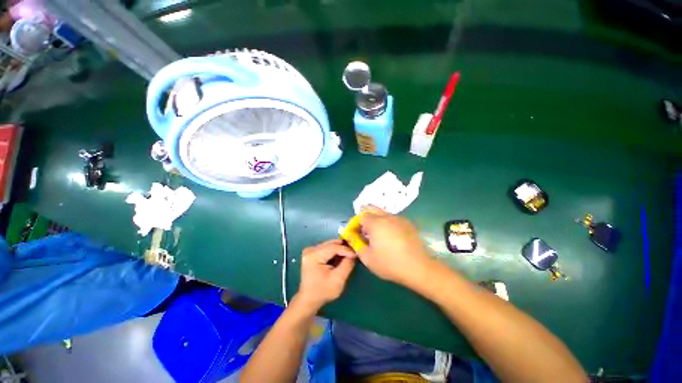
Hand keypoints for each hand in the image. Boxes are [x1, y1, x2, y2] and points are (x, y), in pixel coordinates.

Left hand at [295, 239, 356, 311]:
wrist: (309, 299)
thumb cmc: (323, 291)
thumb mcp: (338, 280)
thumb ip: (347, 265)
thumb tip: (353, 254)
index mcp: (314, 255)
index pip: (333, 247)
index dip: (346, 250)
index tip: (356, 254)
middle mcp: (310, 249)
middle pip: (331, 244)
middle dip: (343, 248)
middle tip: (354, 253)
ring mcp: (310, 250)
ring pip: (330, 244)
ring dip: (339, 249)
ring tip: (348, 255)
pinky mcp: (312, 252)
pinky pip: (326, 247)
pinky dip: (334, 251)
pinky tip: (340, 257)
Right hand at [358, 207, 434, 285]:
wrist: (419, 268)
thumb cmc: (390, 264)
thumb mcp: (368, 258)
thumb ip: (356, 244)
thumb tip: (350, 235)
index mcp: (376, 223)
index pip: (361, 216)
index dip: (356, 224)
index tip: (356, 234)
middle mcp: (387, 216)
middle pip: (371, 209)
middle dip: (365, 219)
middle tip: (365, 233)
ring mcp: (399, 218)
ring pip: (383, 214)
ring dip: (376, 221)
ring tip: (378, 237)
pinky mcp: (408, 223)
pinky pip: (393, 219)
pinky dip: (387, 224)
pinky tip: (391, 238)